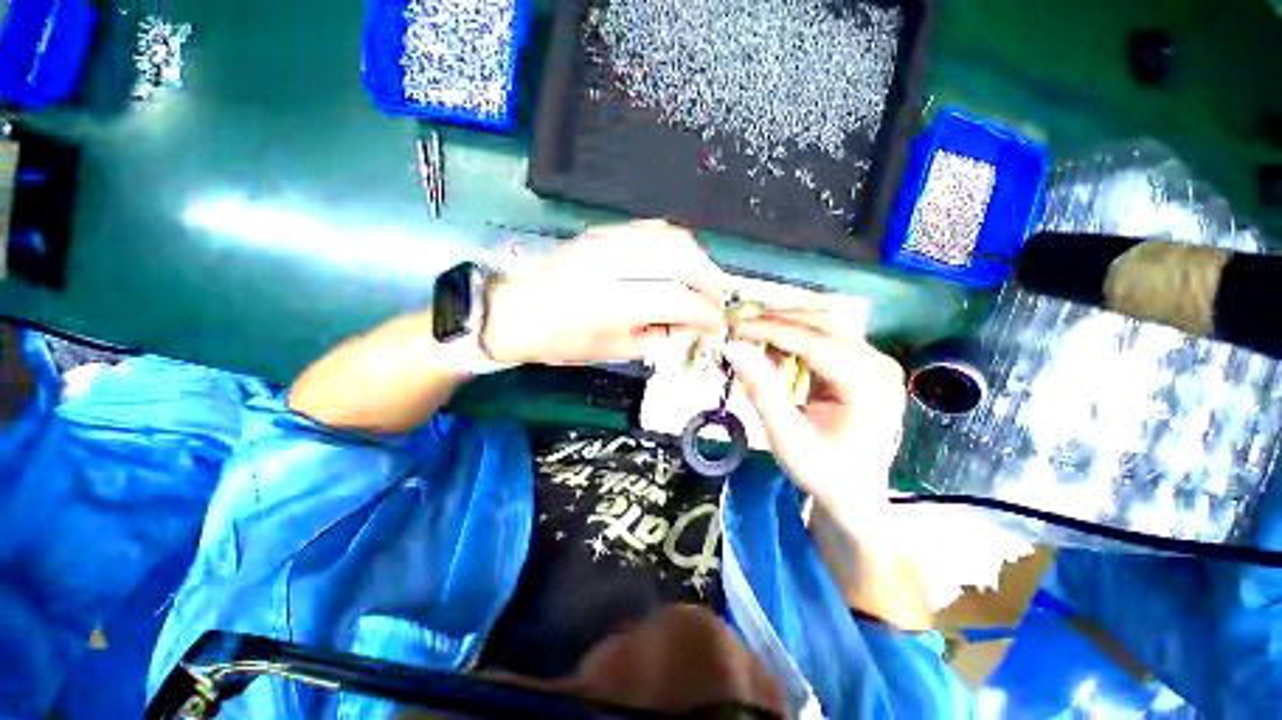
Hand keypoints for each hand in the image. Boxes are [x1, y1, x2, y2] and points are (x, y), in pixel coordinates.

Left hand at [482, 221, 726, 365]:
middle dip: (710, 279)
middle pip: (683, 259)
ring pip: (671, 237)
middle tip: (717, 299)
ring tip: (704, 279)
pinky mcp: (603, 232)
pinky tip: (679, 260)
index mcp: (618, 303)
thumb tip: (688, 328)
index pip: (680, 300)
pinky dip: (674, 244)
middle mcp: (617, 264)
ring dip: (697, 258)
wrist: (519, 313)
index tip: (715, 325)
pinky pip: (651, 229)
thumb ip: (658, 338)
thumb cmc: (564, 341)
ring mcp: (609, 241)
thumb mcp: (614, 351)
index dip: (705, 314)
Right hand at [726, 308, 905, 531]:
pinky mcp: (867, 365)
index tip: (736, 328)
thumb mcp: (785, 435)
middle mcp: (880, 367)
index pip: (816, 343)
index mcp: (868, 388)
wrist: (854, 495)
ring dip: (785, 328)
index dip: (772, 330)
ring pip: (825, 326)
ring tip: (753, 341)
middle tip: (739, 329)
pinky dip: (796, 340)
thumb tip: (732, 348)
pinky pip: (827, 338)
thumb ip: (760, 388)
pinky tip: (776, 352)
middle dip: (776, 322)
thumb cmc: (821, 472)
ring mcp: (877, 364)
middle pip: (824, 325)